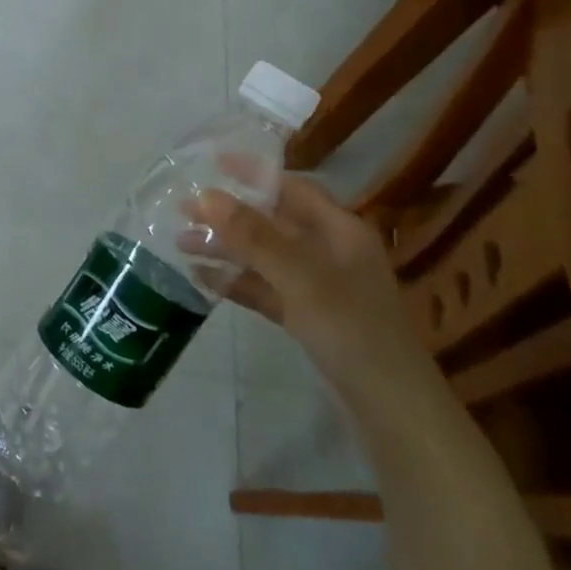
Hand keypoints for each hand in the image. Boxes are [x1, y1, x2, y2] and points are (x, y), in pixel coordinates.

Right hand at [190, 178, 438, 402]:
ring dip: (226, 248)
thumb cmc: (351, 329)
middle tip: (182, 208)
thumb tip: (206, 195)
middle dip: (228, 215)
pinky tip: (202, 279)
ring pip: (264, 257)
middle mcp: (329, 251)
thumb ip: (253, 236)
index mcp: (340, 231)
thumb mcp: (300, 277)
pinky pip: (264, 288)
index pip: (293, 188)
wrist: (390, 406)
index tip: (212, 163)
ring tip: (180, 243)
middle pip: (272, 222)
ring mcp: (317, 286)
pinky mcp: (306, 316)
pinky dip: (236, 282)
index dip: (254, 173)